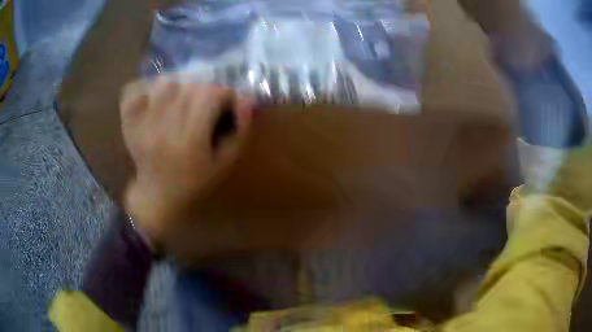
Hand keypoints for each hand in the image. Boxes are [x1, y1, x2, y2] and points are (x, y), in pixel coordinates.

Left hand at [120, 76, 252, 249]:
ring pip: (163, 83)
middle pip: (188, 86)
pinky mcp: (128, 122)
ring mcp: (142, 124)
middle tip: (206, 103)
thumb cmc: (195, 182)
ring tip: (182, 99)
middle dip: (204, 89)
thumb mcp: (224, 162)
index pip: (210, 95)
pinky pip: (133, 91)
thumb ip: (239, 129)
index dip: (224, 93)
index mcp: (189, 141)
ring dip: (178, 85)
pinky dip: (146, 87)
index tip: (226, 102)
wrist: (158, 197)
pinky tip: (156, 97)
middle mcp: (163, 128)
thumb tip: (245, 98)